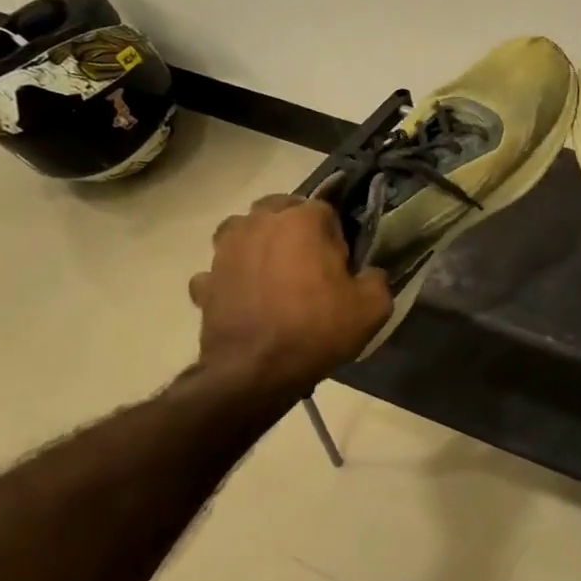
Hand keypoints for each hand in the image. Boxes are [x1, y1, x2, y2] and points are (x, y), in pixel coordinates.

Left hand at [188, 195, 391, 393]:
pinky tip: (245, 299)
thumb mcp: (373, 308)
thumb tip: (368, 274)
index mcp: (302, 221)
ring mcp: (225, 250)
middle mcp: (259, 223)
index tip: (341, 265)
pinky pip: (221, 269)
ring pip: (243, 231)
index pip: (326, 210)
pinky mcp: (204, 280)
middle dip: (295, 229)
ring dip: (258, 244)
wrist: (256, 371)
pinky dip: (232, 278)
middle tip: (309, 263)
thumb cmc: (318, 330)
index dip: (337, 237)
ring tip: (274, 273)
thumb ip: (376, 279)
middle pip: (280, 209)